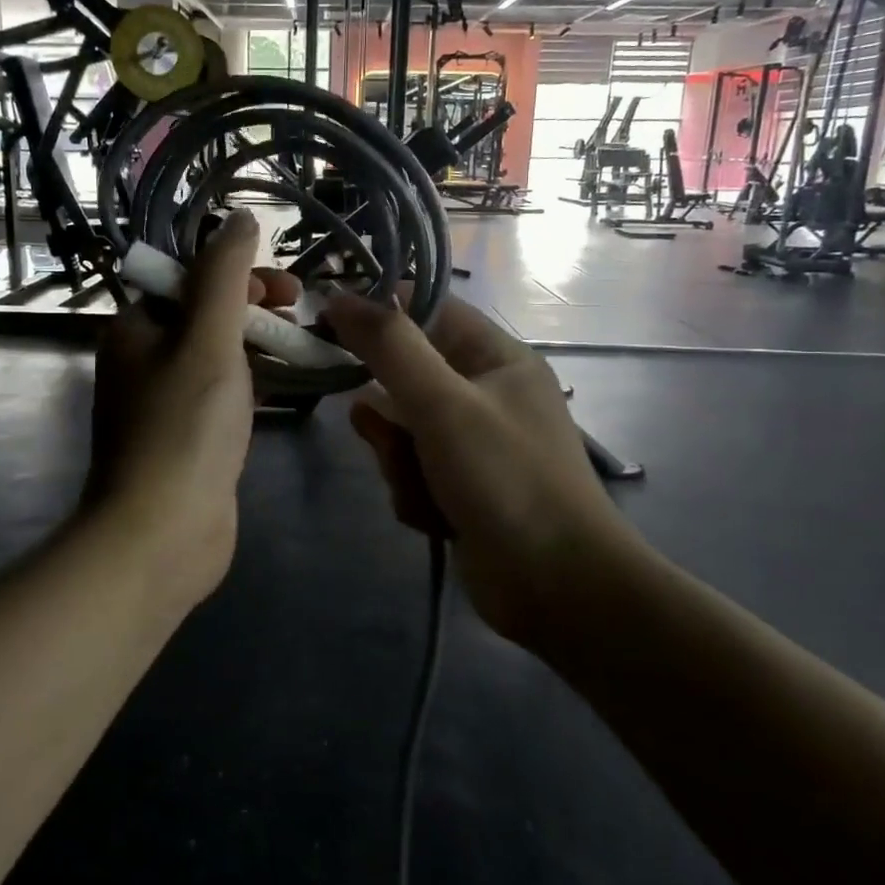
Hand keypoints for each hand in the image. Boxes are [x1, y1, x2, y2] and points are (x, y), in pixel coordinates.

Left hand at [85, 211, 300, 605]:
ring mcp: (164, 403)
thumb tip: (240, 218)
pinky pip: (222, 394)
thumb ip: (225, 275)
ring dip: (257, 344)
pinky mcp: (186, 438)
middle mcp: (142, 361)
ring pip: (216, 355)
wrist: (161, 534)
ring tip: (300, 348)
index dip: (237, 274)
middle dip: (253, 308)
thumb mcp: (208, 338)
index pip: (188, 278)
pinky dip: (252, 383)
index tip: (283, 291)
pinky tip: (284, 389)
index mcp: (135, 329)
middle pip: (204, 314)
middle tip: (298, 315)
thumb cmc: (184, 427)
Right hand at [326, 293, 642, 647]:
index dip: (378, 311)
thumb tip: (339, 297)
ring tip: (420, 485)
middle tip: (386, 435)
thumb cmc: (505, 479)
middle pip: (405, 376)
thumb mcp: (443, 404)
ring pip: (401, 430)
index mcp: (496, 357)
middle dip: (389, 414)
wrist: (556, 588)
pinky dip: (414, 492)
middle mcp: (485, 393)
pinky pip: (412, 470)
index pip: (427, 308)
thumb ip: (390, 348)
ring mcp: (473, 444)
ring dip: (399, 460)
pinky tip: (434, 517)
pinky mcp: (461, 487)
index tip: (328, 323)